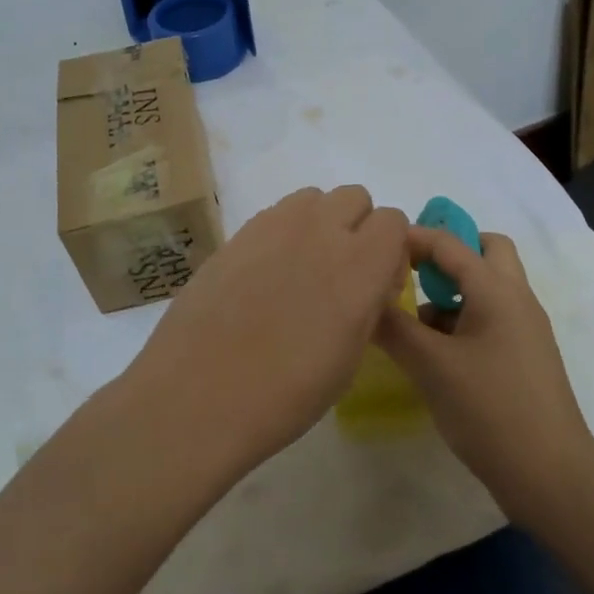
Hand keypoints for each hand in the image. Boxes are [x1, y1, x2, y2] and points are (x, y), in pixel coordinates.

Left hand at [130, 186, 409, 474]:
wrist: (199, 395)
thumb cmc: (286, 394)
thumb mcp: (351, 357)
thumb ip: (369, 304)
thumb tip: (369, 283)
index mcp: (359, 265)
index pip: (394, 221)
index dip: (390, 249)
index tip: (377, 284)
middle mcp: (320, 231)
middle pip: (354, 198)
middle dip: (357, 227)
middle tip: (341, 273)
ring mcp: (274, 226)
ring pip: (313, 199)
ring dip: (319, 223)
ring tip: (301, 270)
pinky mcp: (237, 232)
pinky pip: (276, 215)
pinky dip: (283, 233)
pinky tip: (265, 276)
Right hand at [375, 229, 593, 527]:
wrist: (550, 476)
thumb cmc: (490, 410)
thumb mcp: (431, 366)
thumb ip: (394, 328)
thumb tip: (364, 301)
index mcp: (497, 289)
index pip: (450, 242)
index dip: (412, 237)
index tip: (376, 244)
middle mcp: (516, 298)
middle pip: (485, 250)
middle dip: (447, 253)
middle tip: (411, 272)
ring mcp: (525, 328)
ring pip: (488, 286)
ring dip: (453, 289)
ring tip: (412, 320)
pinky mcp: (524, 356)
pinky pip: (490, 317)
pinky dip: (462, 319)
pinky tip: (434, 352)